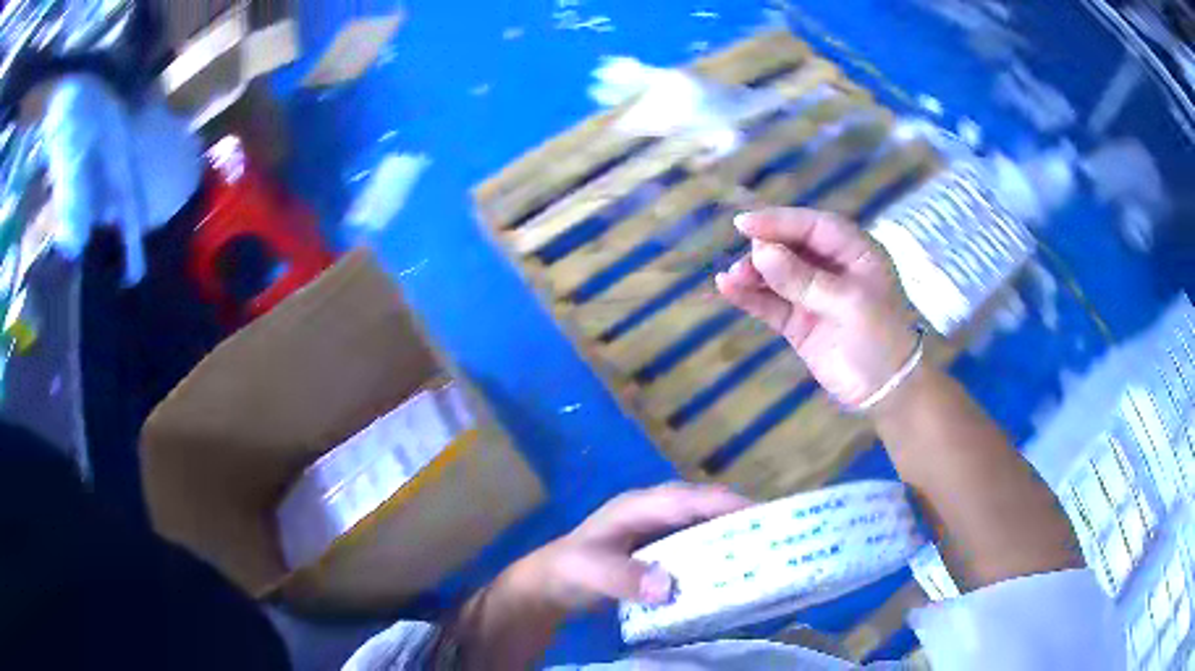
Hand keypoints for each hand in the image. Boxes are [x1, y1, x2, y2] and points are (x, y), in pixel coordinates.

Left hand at [510, 483, 751, 611]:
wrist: (551, 584)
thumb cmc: (570, 570)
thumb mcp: (592, 573)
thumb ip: (626, 578)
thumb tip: (669, 586)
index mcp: (639, 506)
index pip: (688, 499)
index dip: (723, 504)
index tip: (760, 513)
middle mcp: (653, 511)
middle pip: (702, 508)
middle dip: (736, 517)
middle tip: (774, 534)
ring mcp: (657, 530)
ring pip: (701, 525)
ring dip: (729, 535)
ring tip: (763, 551)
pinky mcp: (659, 549)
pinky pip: (693, 545)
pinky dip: (713, 553)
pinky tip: (730, 571)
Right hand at [715, 208, 919, 408]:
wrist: (886, 391)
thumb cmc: (881, 337)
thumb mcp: (850, 303)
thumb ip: (805, 279)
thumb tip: (761, 253)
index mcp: (854, 251)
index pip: (813, 226)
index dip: (780, 221)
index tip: (744, 225)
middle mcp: (831, 267)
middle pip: (791, 246)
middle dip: (764, 249)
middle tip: (743, 263)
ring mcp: (812, 295)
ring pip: (776, 274)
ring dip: (753, 273)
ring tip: (732, 279)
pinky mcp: (798, 322)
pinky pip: (770, 304)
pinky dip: (750, 297)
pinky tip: (728, 289)